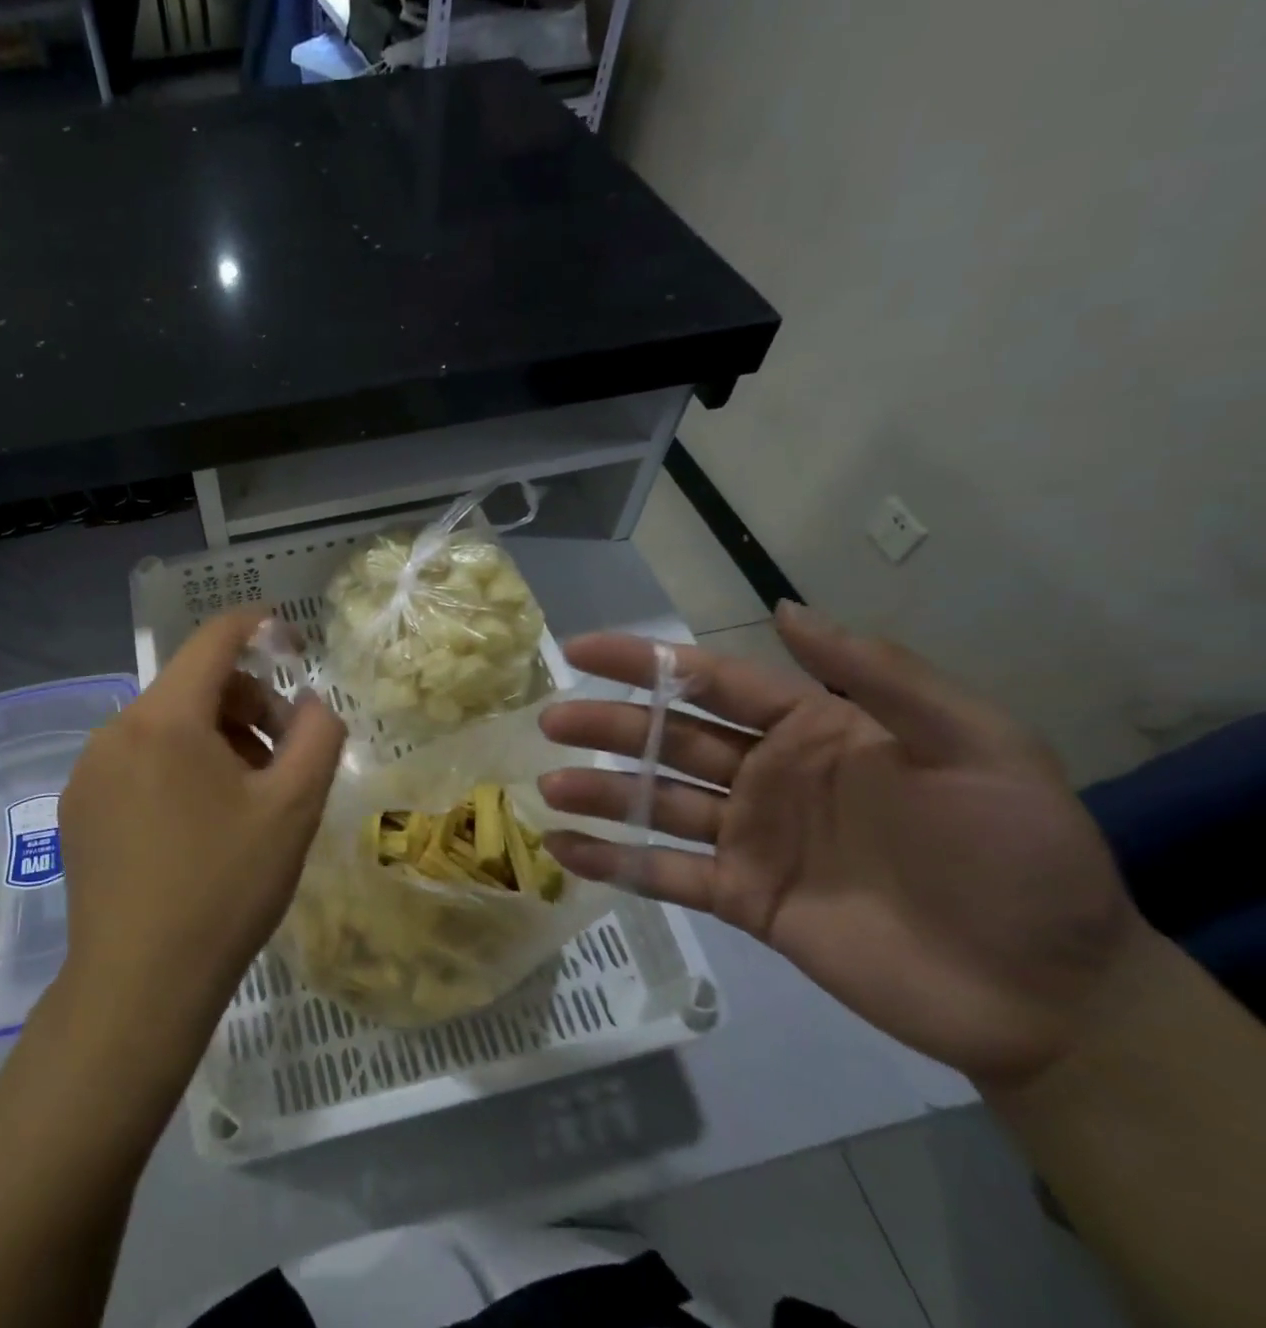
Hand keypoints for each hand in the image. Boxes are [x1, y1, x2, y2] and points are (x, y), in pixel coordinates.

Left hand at [58, 609, 346, 1036]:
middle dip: (245, 704)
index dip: (255, 625)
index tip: (287, 636)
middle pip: (192, 686)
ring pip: (165, 725)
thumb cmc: (224, 888)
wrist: (138, 986)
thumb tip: (311, 701)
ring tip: (245, 797)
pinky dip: (177, 766)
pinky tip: (198, 823)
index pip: (213, 640)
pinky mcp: (78, 806)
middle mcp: (116, 729)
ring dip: (214, 739)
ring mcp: (89, 769)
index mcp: (165, 718)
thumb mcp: (294, 808)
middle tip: (281, 757)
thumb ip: (318, 734)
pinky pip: (137, 759)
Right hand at [537, 601, 1150, 1089]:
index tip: (580, 649)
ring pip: (658, 803)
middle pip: (668, 739)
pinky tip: (564, 850)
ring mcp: (750, 839)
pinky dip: (615, 861)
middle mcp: (767, 776)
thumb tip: (783, 608)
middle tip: (550, 721)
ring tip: (550, 787)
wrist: (1053, 994)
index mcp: (811, 729)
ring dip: (602, 794)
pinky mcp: (744, 899)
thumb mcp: (976, 747)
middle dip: (607, 726)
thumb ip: (880, 676)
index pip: (708, 682)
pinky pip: (667, 874)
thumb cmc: (1018, 856)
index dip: (643, 662)